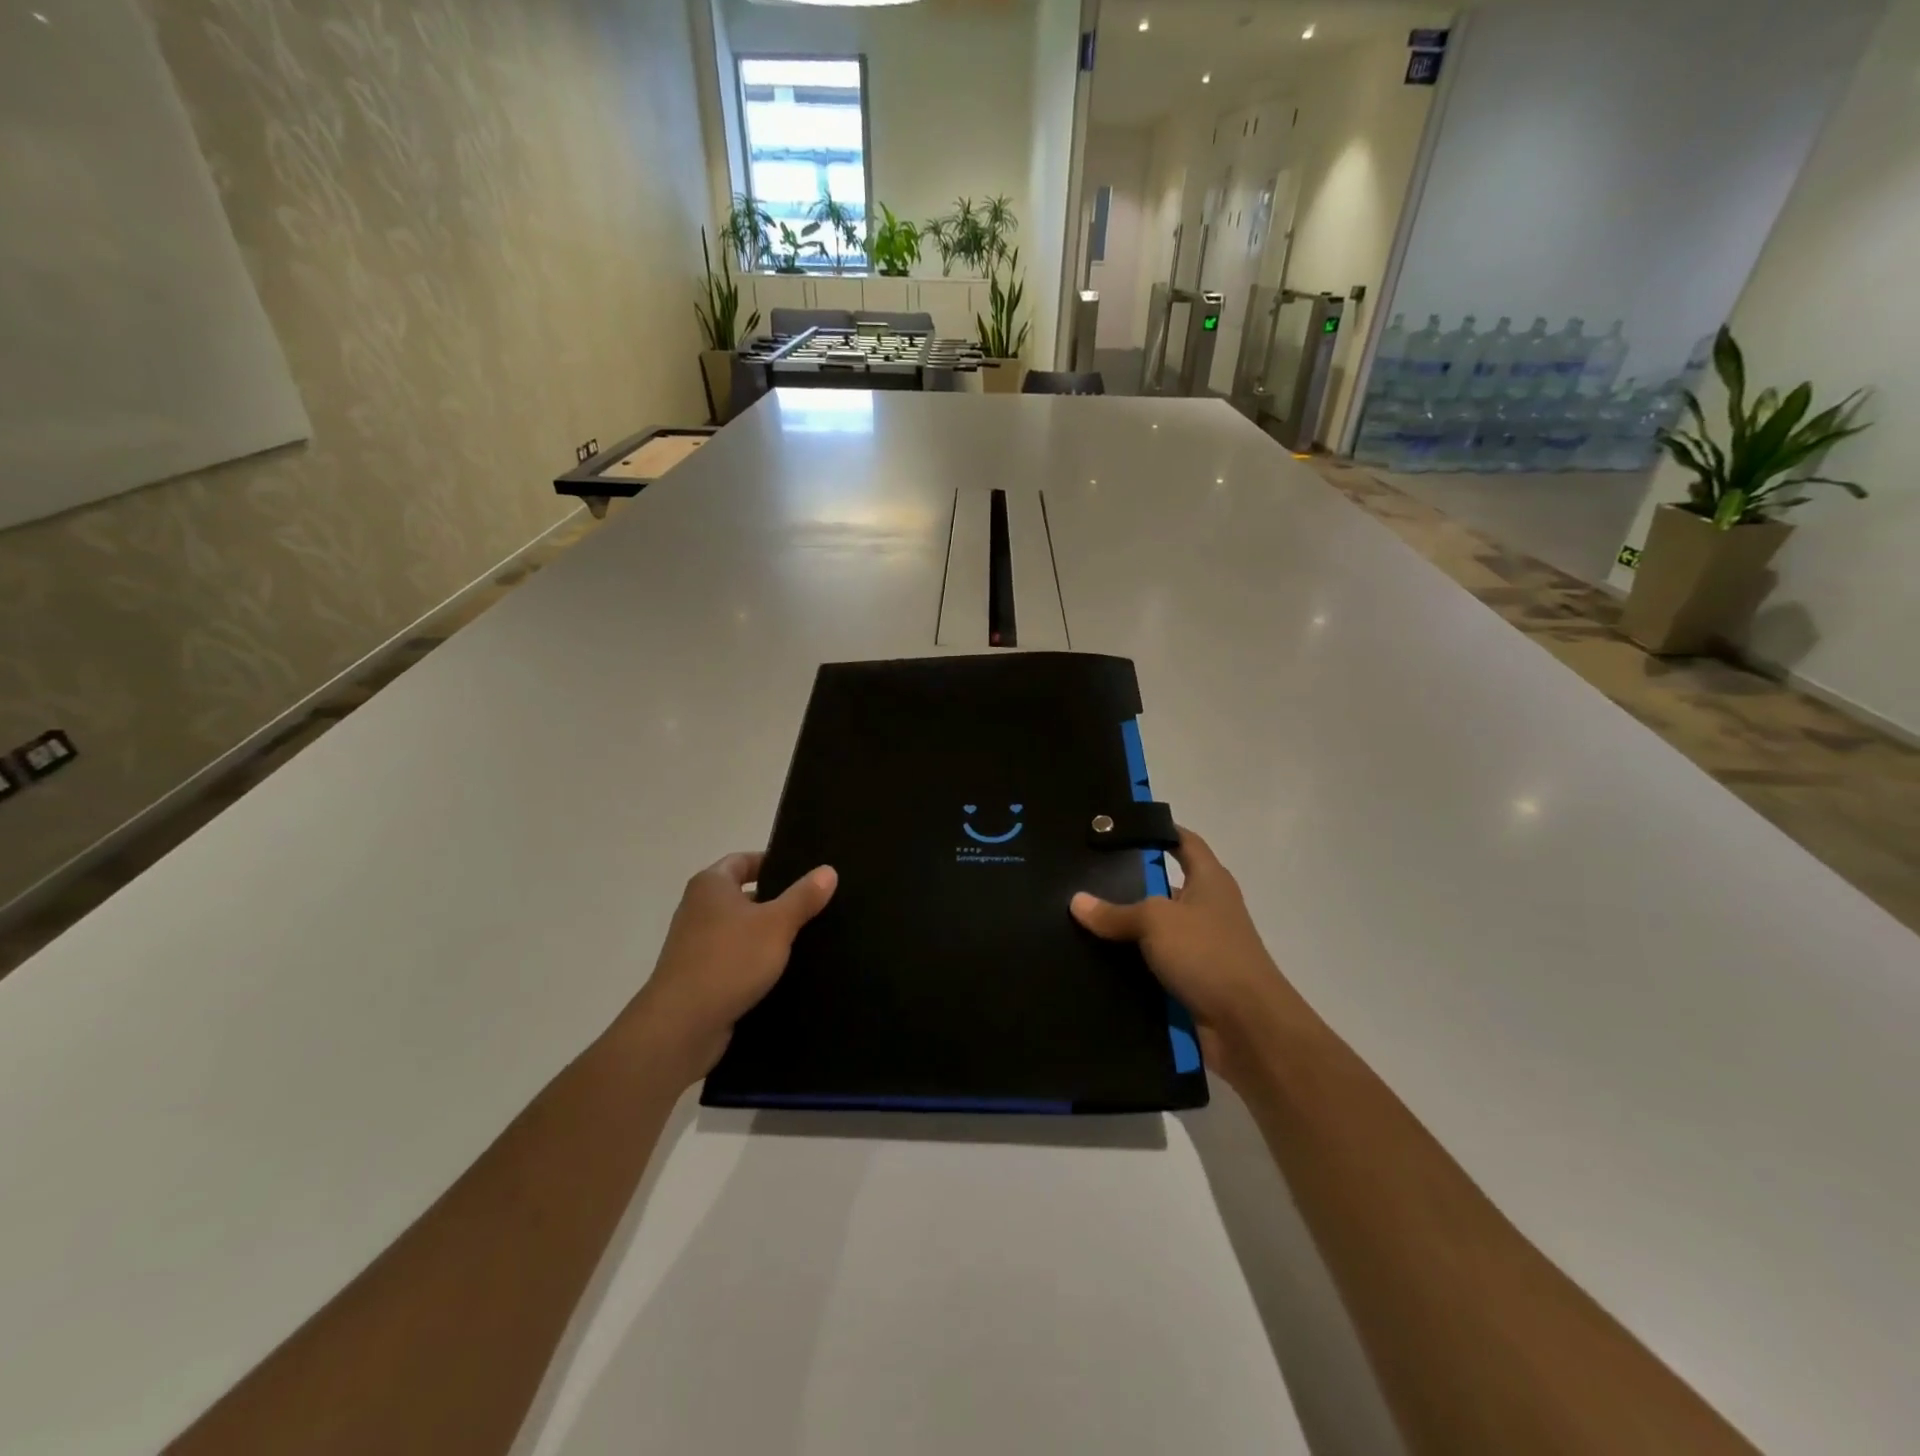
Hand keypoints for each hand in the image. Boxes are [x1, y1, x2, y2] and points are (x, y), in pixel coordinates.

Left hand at [622, 852, 837, 1086]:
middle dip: (776, 900)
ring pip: (740, 929)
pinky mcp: (699, 976)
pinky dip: (755, 961)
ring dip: (767, 933)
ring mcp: (696, 944)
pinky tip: (783, 971)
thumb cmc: (729, 960)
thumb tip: (828, 871)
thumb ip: (803, 897)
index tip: (804, 872)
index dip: (772, 862)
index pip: (743, 860)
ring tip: (807, 937)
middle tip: (814, 904)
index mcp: (711, 885)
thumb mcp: (776, 924)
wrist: (681, 1026)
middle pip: (743, 894)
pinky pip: (734, 958)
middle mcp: (698, 908)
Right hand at [1071, 828, 1303, 1086]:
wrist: (1248, 1027)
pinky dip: (1131, 964)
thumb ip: (1116, 911)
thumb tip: (1077, 901)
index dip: (1158, 831)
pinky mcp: (1192, 982)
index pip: (1184, 842)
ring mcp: (1201, 948)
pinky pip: (1154, 965)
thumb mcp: (1156, 921)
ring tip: (1079, 920)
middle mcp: (1208, 909)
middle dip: (1128, 884)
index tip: (1118, 830)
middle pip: (1164, 886)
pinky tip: (1096, 963)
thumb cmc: (1208, 954)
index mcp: (1210, 880)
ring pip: (1155, 930)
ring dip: (1126, 930)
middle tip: (1083, 878)